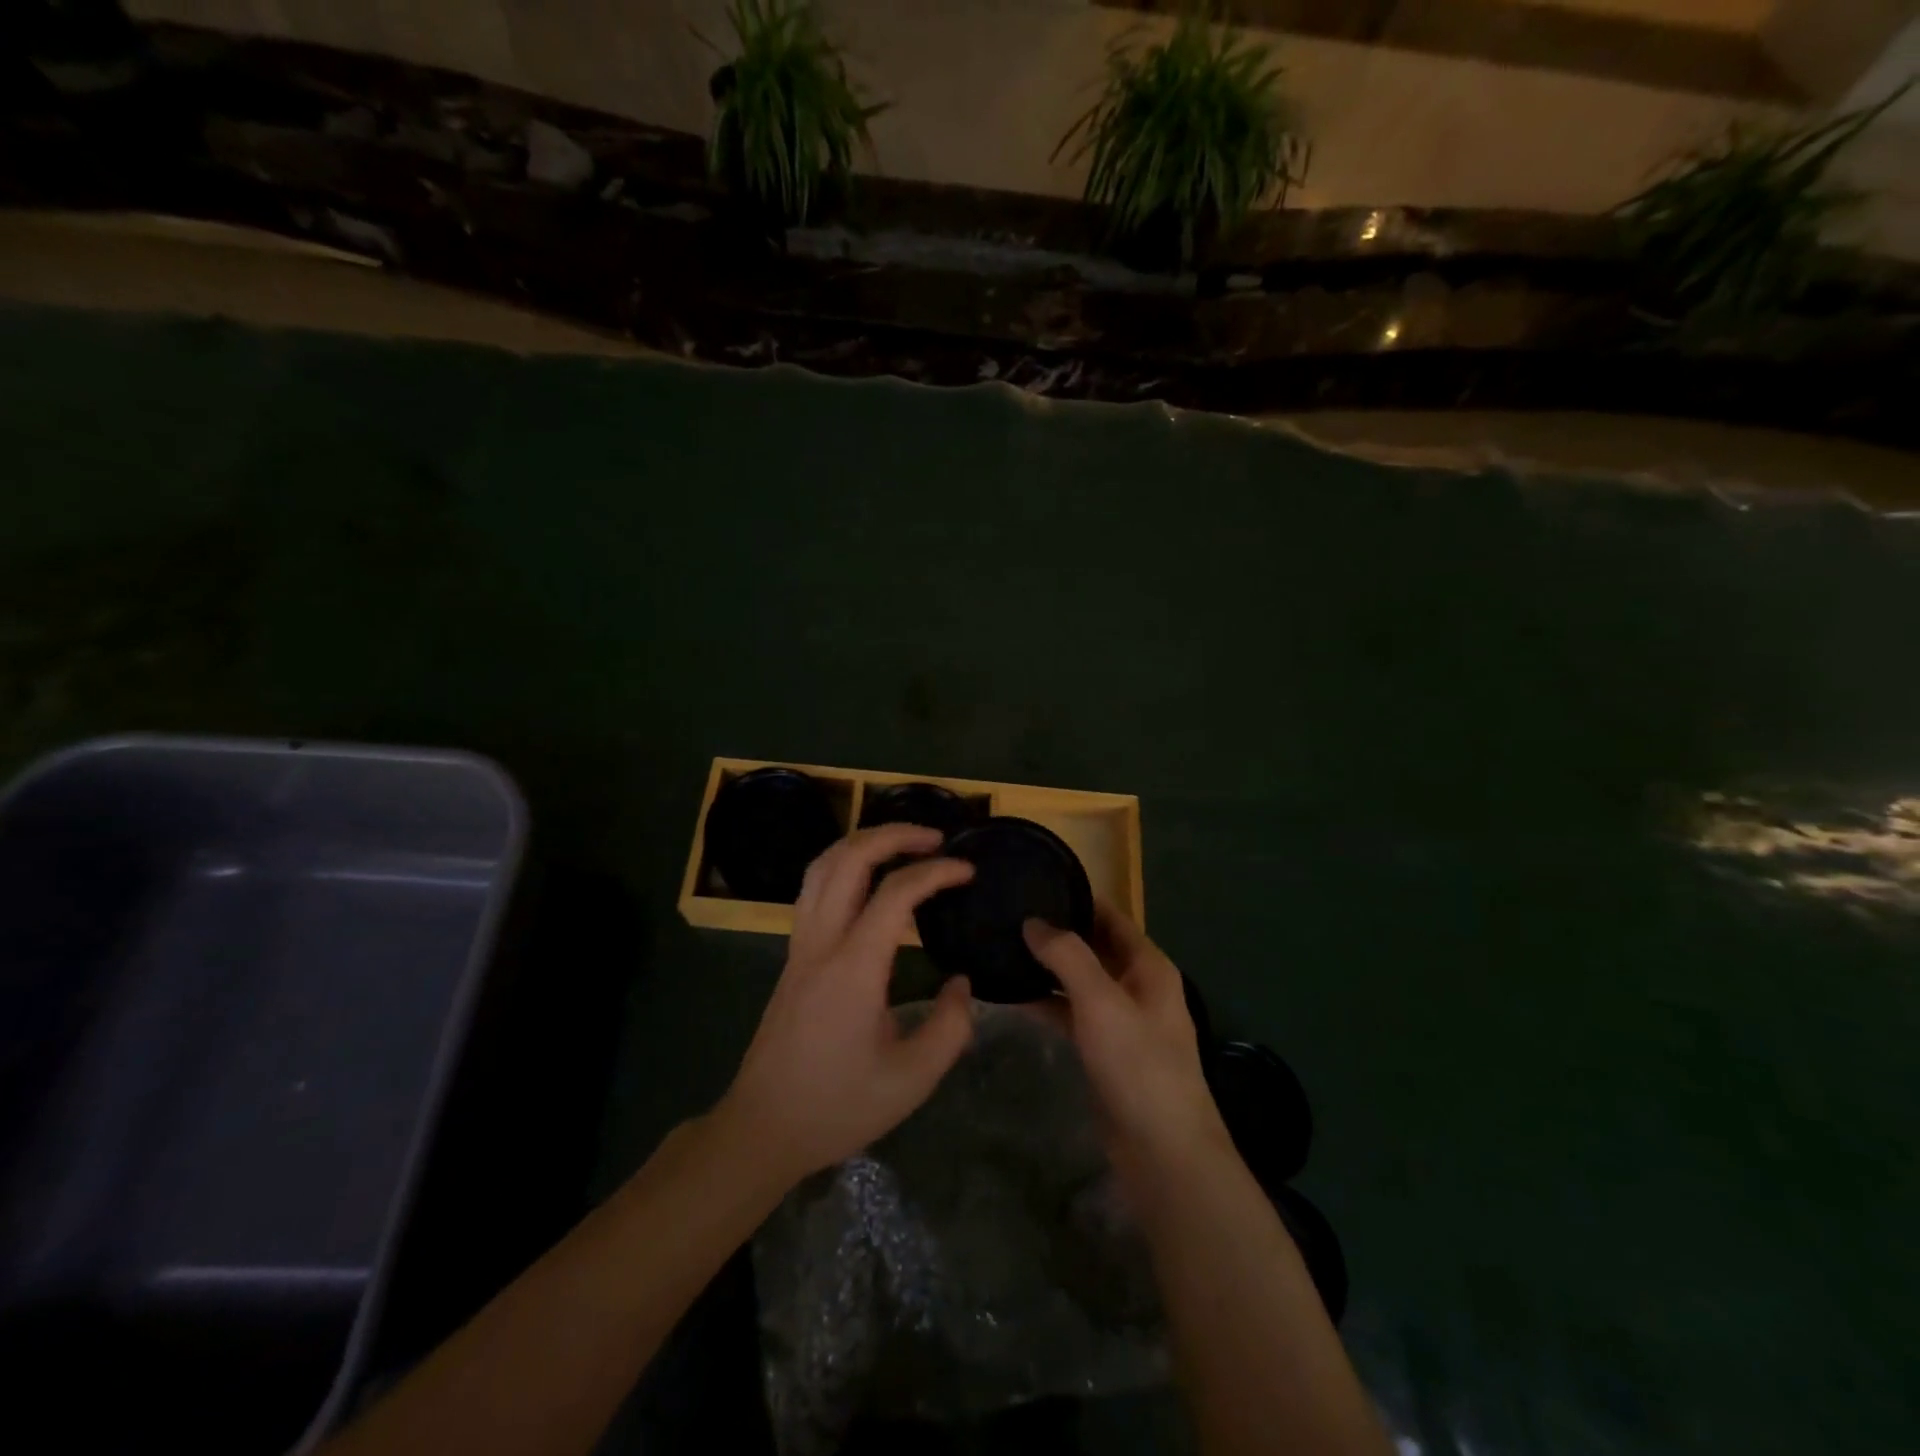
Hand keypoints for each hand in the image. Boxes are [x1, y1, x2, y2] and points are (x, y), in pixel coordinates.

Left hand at [717, 823, 976, 1183]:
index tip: (968, 870)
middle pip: (849, 858)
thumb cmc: (837, 1107)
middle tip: (935, 838)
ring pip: (823, 866)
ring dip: (863, 842)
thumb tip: (961, 983)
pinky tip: (867, 881)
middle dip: (894, 835)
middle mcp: (821, 942)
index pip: (895, 893)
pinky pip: (814, 888)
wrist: (762, 1129)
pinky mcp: (792, 956)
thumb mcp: (911, 1080)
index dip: (936, 872)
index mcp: (853, 968)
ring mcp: (800, 945)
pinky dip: (844, 865)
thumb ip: (950, 1027)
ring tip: (902, 844)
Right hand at [1023, 907, 1232, 1197]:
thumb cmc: (1138, 1064)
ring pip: (1080, 982)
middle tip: (1008, 916)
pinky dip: (1048, 1004)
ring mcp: (1121, 1020)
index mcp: (1148, 966)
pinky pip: (1073, 1014)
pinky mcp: (1105, 1051)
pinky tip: (1014, 996)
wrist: (1163, 1151)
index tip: (1034, 884)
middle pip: (1094, 946)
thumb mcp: (1101, 1000)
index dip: (1076, 899)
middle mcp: (1137, 986)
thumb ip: (1067, 956)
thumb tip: (1033, 922)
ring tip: (1003, 949)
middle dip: (1057, 933)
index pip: (1109, 916)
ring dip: (1048, 968)